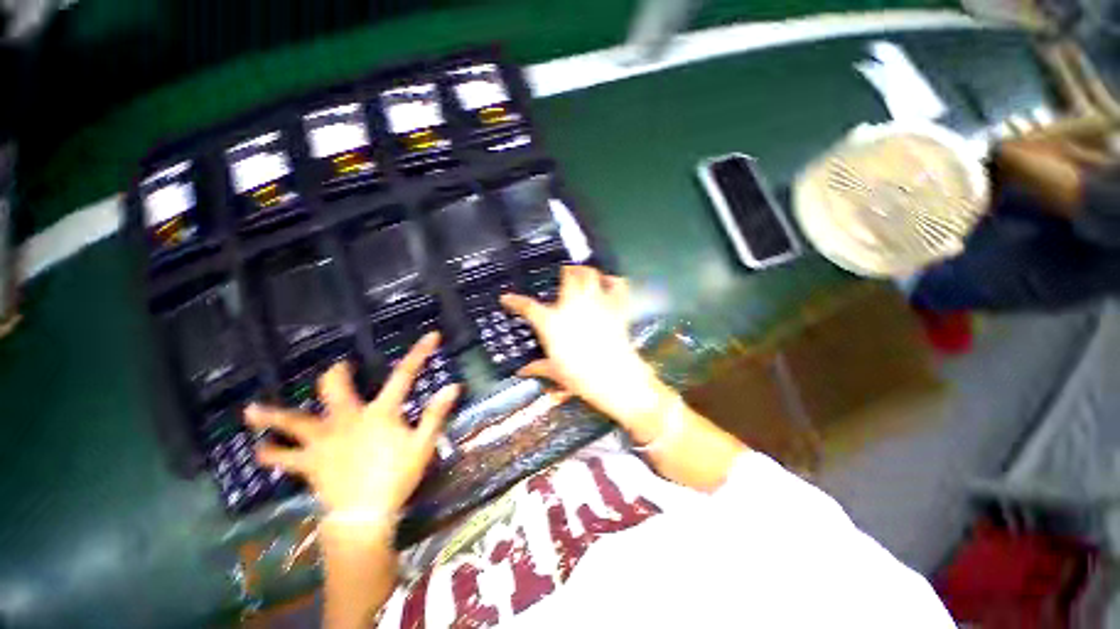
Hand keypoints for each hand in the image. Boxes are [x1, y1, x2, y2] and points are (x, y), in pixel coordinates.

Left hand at [245, 332, 460, 522]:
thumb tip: (454, 386)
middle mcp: (346, 420)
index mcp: (379, 413)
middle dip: (337, 375)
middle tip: (340, 369)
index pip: (404, 376)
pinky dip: (272, 454)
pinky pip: (283, 458)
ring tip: (252, 411)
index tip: (431, 336)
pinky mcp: (308, 464)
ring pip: (292, 422)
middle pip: (335, 388)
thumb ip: (435, 414)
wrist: (364, 516)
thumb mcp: (423, 445)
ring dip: (273, 416)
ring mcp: (322, 441)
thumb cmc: (397, 478)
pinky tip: (261, 450)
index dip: (419, 353)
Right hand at [500, 266, 670, 440]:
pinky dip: (613, 281)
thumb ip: (538, 367)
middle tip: (564, 275)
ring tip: (584, 274)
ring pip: (590, 274)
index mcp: (551, 322)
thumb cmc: (580, 377)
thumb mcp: (556, 372)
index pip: (527, 307)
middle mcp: (572, 305)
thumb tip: (522, 371)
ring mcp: (595, 303)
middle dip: (565, 271)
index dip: (514, 301)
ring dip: (586, 271)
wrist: (614, 378)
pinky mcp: (616, 307)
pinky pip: (617, 285)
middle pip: (567, 276)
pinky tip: (609, 283)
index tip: (506, 298)